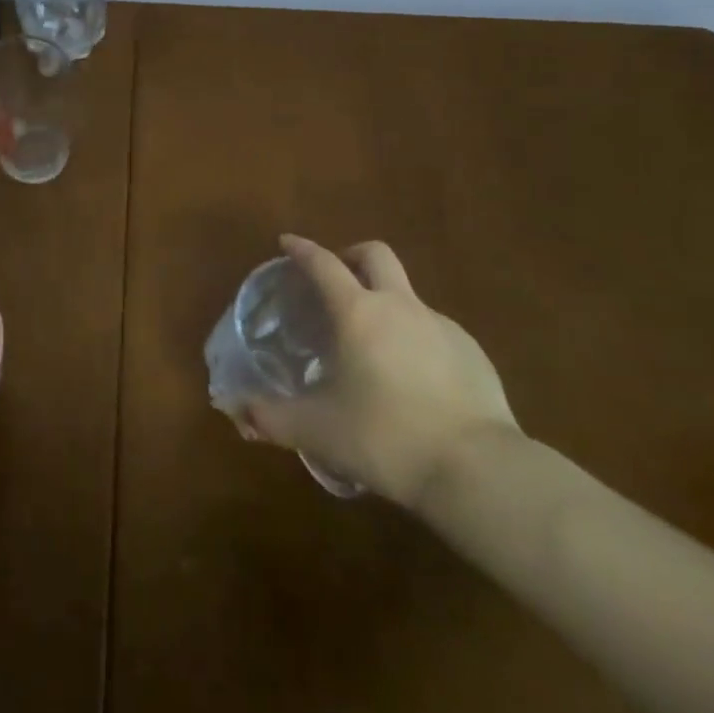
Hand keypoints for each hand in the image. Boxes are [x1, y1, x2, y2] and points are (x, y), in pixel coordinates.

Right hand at [235, 235, 519, 508]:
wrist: (477, 470)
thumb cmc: (384, 437)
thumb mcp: (317, 431)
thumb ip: (271, 417)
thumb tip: (237, 412)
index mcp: (358, 313)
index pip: (323, 264)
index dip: (302, 249)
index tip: (287, 243)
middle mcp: (400, 306)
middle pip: (375, 255)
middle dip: (351, 256)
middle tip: (336, 280)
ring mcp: (442, 327)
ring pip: (407, 295)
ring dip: (385, 303)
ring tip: (372, 346)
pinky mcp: (474, 354)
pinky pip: (435, 331)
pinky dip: (415, 339)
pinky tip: (413, 380)